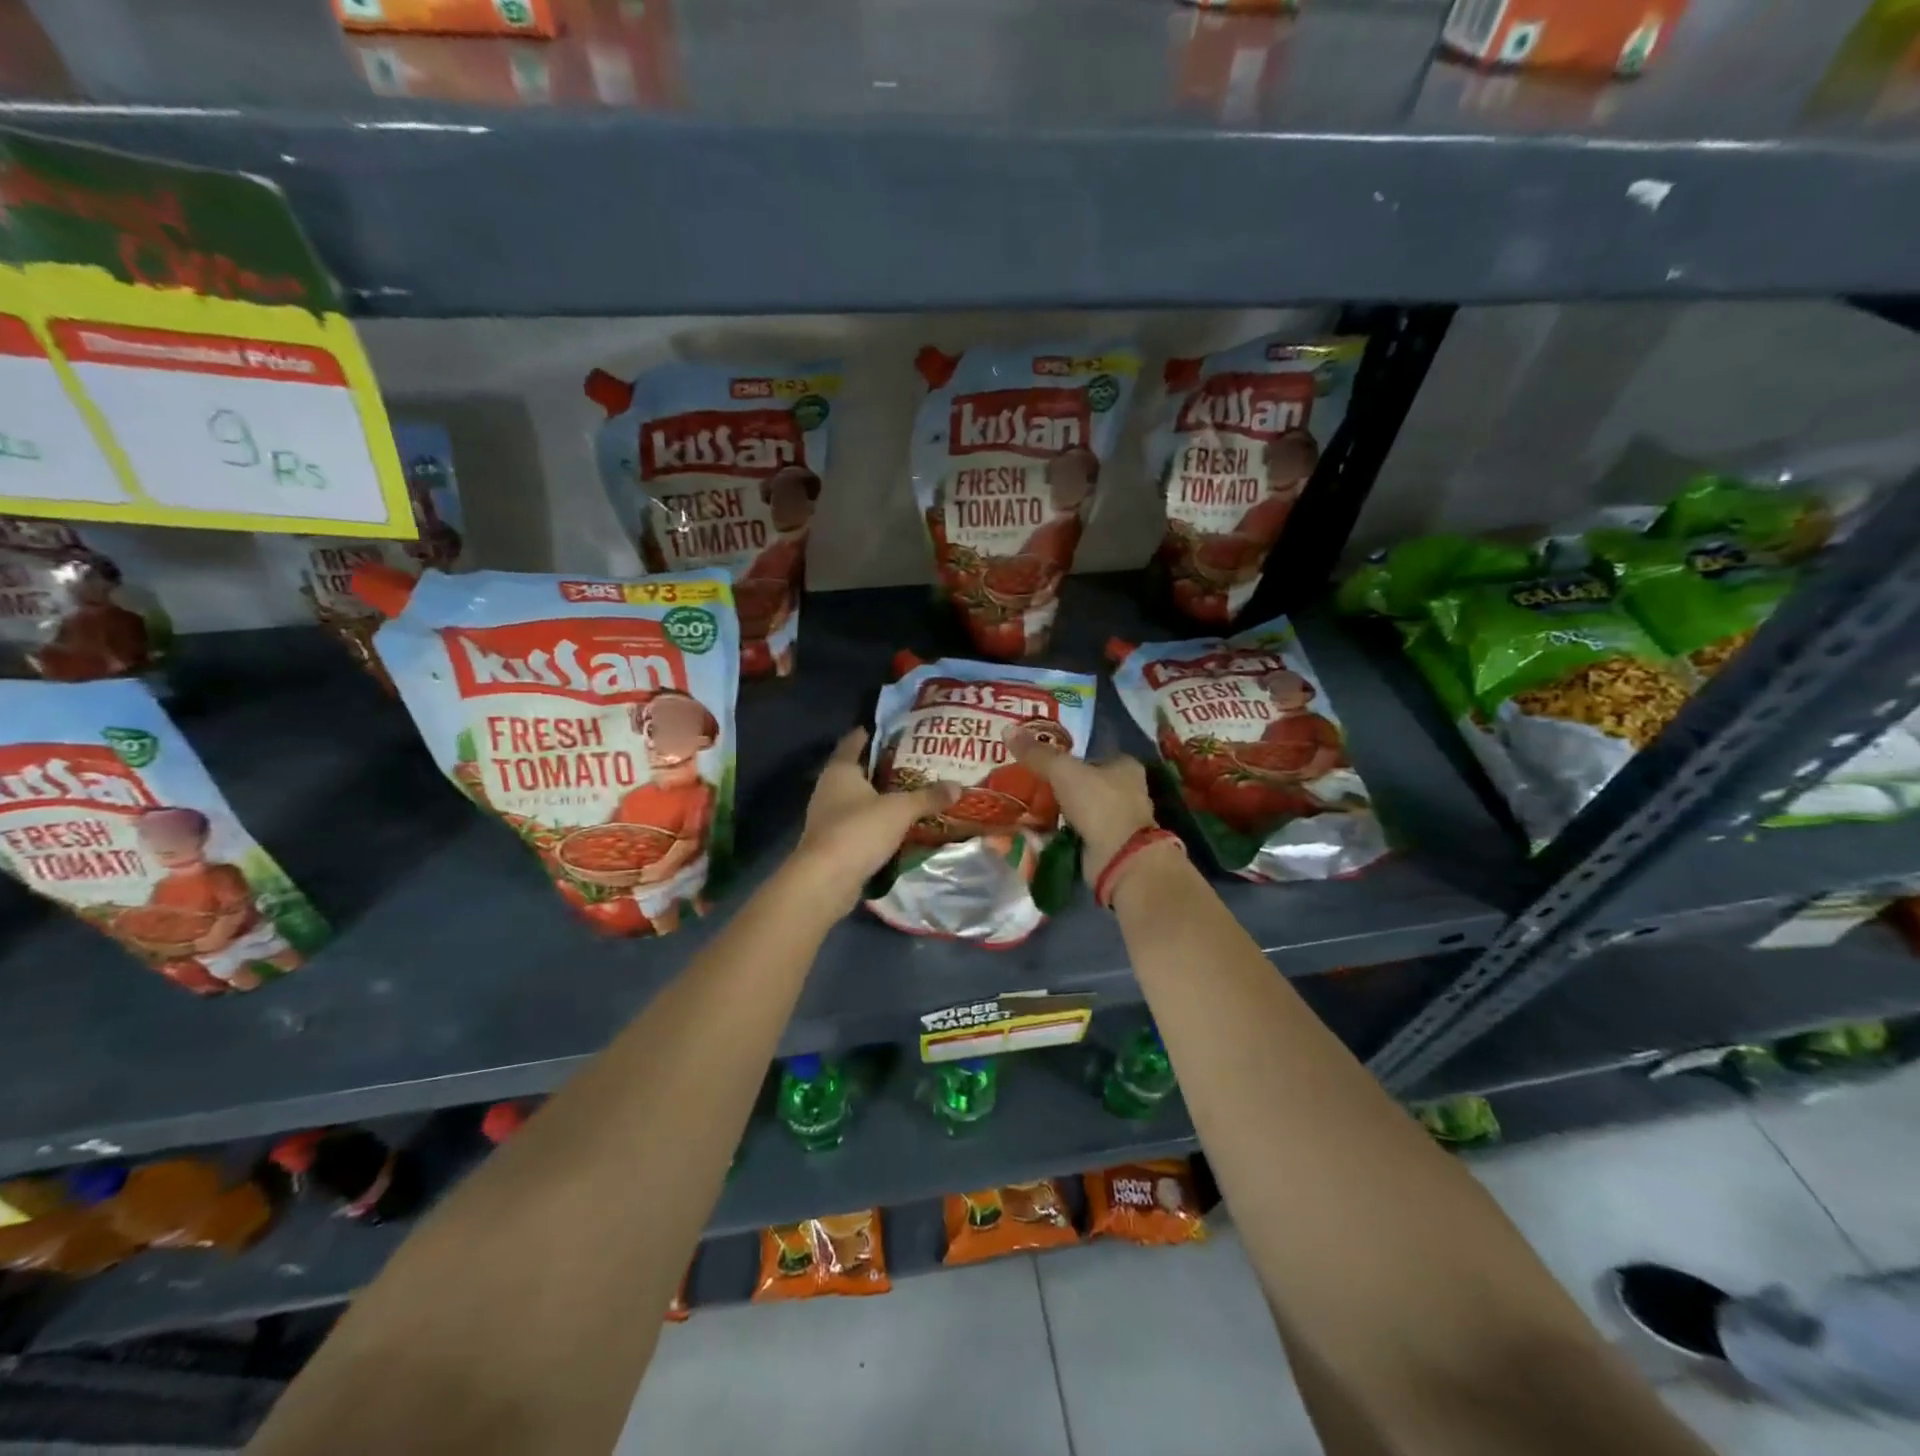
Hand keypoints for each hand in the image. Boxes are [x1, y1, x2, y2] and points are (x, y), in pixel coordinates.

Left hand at [790, 729, 958, 910]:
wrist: (825, 880)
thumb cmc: (858, 831)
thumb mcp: (900, 810)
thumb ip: (928, 797)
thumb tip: (958, 786)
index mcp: (840, 770)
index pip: (855, 741)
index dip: (874, 733)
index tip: (899, 730)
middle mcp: (829, 788)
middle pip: (859, 770)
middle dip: (885, 767)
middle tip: (917, 762)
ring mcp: (828, 817)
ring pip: (859, 799)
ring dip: (881, 798)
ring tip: (913, 793)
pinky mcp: (833, 842)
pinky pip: (859, 824)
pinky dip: (877, 823)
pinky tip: (900, 826)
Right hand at [1010, 740, 1160, 883]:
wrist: (1118, 857)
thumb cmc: (1098, 803)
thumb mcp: (1063, 771)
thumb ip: (1037, 754)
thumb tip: (1008, 730)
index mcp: (1124, 766)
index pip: (1092, 754)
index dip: (1068, 755)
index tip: (1040, 758)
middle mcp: (1125, 791)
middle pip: (1085, 782)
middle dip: (1059, 784)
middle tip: (1027, 782)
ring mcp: (1117, 820)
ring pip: (1079, 808)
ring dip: (1057, 809)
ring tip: (1025, 804)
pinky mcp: (1105, 845)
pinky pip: (1075, 832)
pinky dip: (1059, 831)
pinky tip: (1036, 828)